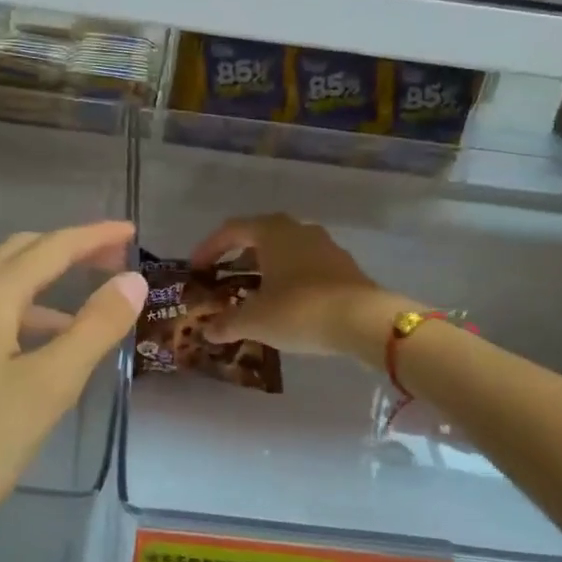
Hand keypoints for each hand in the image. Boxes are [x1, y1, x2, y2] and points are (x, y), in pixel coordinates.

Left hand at [0, 222, 145, 561]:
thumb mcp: (46, 390)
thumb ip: (93, 330)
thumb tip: (131, 279)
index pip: (51, 248)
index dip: (95, 237)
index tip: (130, 232)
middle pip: (12, 258)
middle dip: (61, 254)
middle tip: (104, 265)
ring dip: (29, 301)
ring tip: (65, 331)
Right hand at [191, 213, 407, 359]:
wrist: (364, 321)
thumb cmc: (300, 310)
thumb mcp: (255, 320)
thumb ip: (227, 323)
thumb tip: (208, 332)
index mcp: (272, 232)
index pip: (232, 230)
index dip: (210, 248)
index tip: (197, 268)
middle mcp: (299, 230)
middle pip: (260, 236)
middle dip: (239, 256)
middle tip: (224, 277)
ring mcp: (325, 247)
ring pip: (286, 251)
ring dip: (266, 268)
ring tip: (253, 292)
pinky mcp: (344, 267)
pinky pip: (306, 266)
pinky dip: (289, 279)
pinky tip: (285, 303)